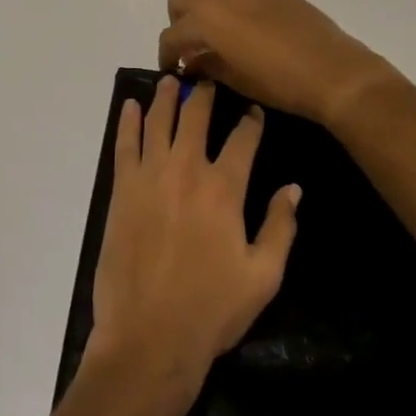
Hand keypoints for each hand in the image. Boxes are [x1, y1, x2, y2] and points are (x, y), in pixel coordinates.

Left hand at [89, 76, 300, 385]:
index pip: (243, 139)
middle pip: (196, 117)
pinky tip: (130, 105)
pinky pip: (124, 144)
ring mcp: (150, 176)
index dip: (251, 120)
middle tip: (208, 78)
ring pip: (158, 121)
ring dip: (166, 97)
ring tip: (170, 79)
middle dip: (205, 93)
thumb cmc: (212, 310)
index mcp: (224, 189)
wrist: (150, 337)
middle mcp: (187, 170)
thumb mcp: (263, 276)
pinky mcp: (122, 189)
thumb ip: (280, 227)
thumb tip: (293, 188)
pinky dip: (128, 121)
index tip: (254, 109)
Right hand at [158, 0, 396, 127]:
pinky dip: (236, 9)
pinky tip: (253, 33)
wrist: (333, 71)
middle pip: (182, 1)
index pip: (171, 34)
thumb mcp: (235, 80)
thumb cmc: (278, 82)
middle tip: (193, 50)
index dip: (166, 55)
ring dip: (208, 13)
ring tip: (223, 41)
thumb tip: (192, 61)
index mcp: (206, 19)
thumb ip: (206, 65)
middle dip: (181, 24)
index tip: (173, 70)